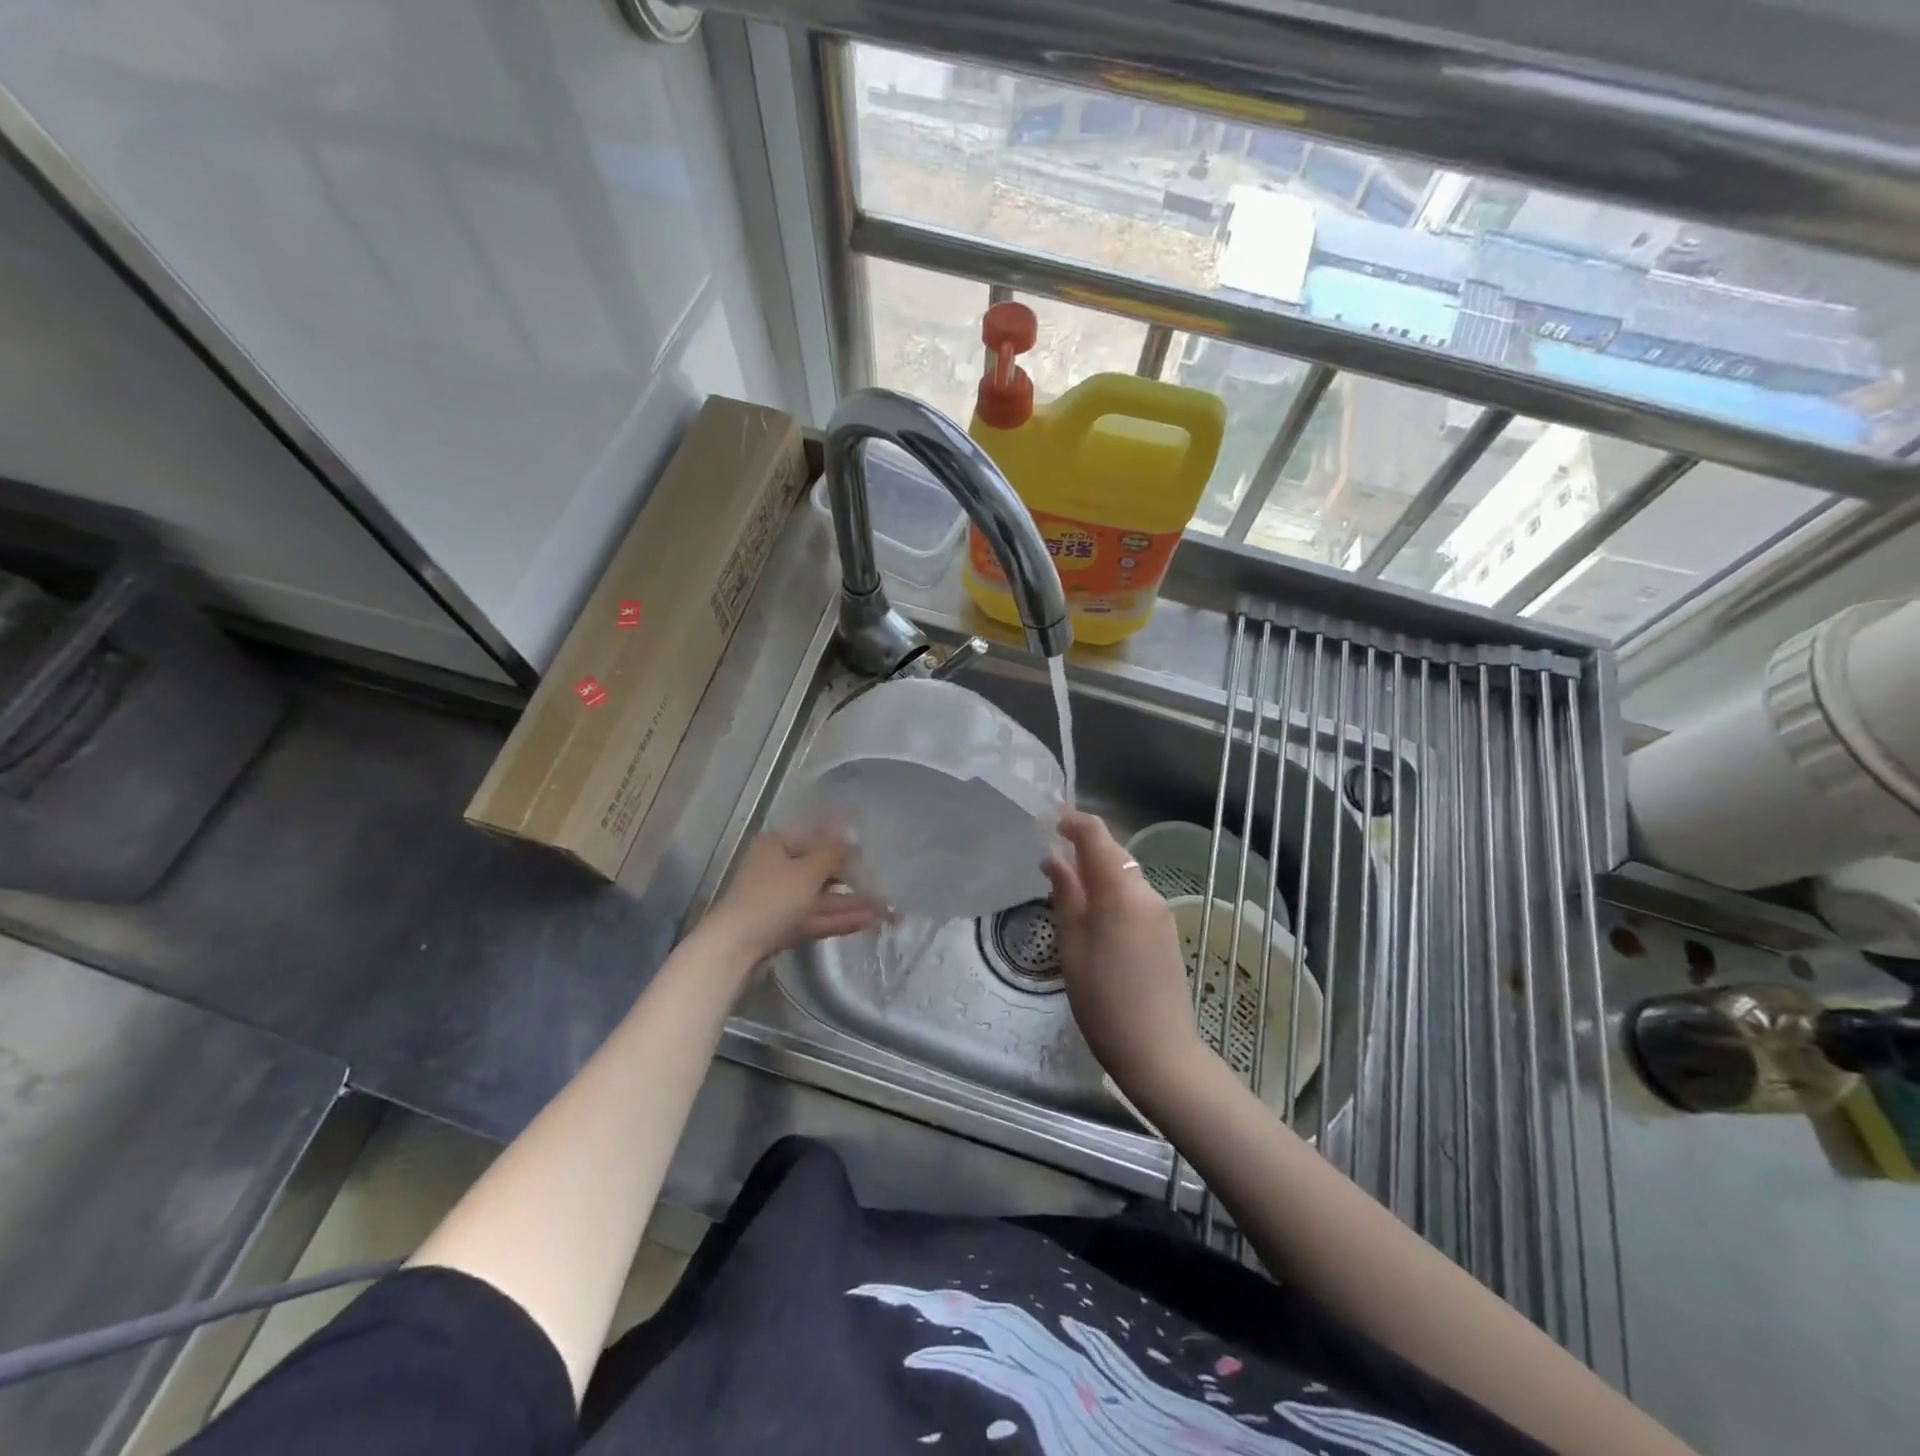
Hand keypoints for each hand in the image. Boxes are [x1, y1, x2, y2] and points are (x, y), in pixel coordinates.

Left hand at [704, 827, 886, 963]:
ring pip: (821, 897)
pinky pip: (815, 917)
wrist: (735, 949)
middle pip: (820, 870)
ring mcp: (780, 899)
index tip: (870, 850)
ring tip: (884, 909)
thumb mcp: (807, 871)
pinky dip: (838, 918)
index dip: (844, 844)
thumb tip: (851, 839)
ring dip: (850, 902)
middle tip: (882, 885)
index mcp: (777, 845)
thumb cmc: (772, 899)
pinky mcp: (783, 926)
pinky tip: (866, 921)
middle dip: (852, 879)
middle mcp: (777, 868)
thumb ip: (833, 854)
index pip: (816, 837)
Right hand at [1043, 811, 1205, 1103]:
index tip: (1048, 821)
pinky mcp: (1165, 932)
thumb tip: (1054, 859)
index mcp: (1120, 892)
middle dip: (1083, 848)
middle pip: (1113, 854)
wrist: (1160, 1052)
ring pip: (1124, 876)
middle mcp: (1146, 893)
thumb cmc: (1104, 1000)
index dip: (1073, 822)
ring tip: (1065, 888)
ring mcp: (1160, 913)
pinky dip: (1111, 893)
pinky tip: (1092, 916)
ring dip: (1096, 872)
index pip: (1097, 836)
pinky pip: (1133, 897)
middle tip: (1048, 858)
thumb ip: (1066, 895)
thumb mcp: (1073, 946)